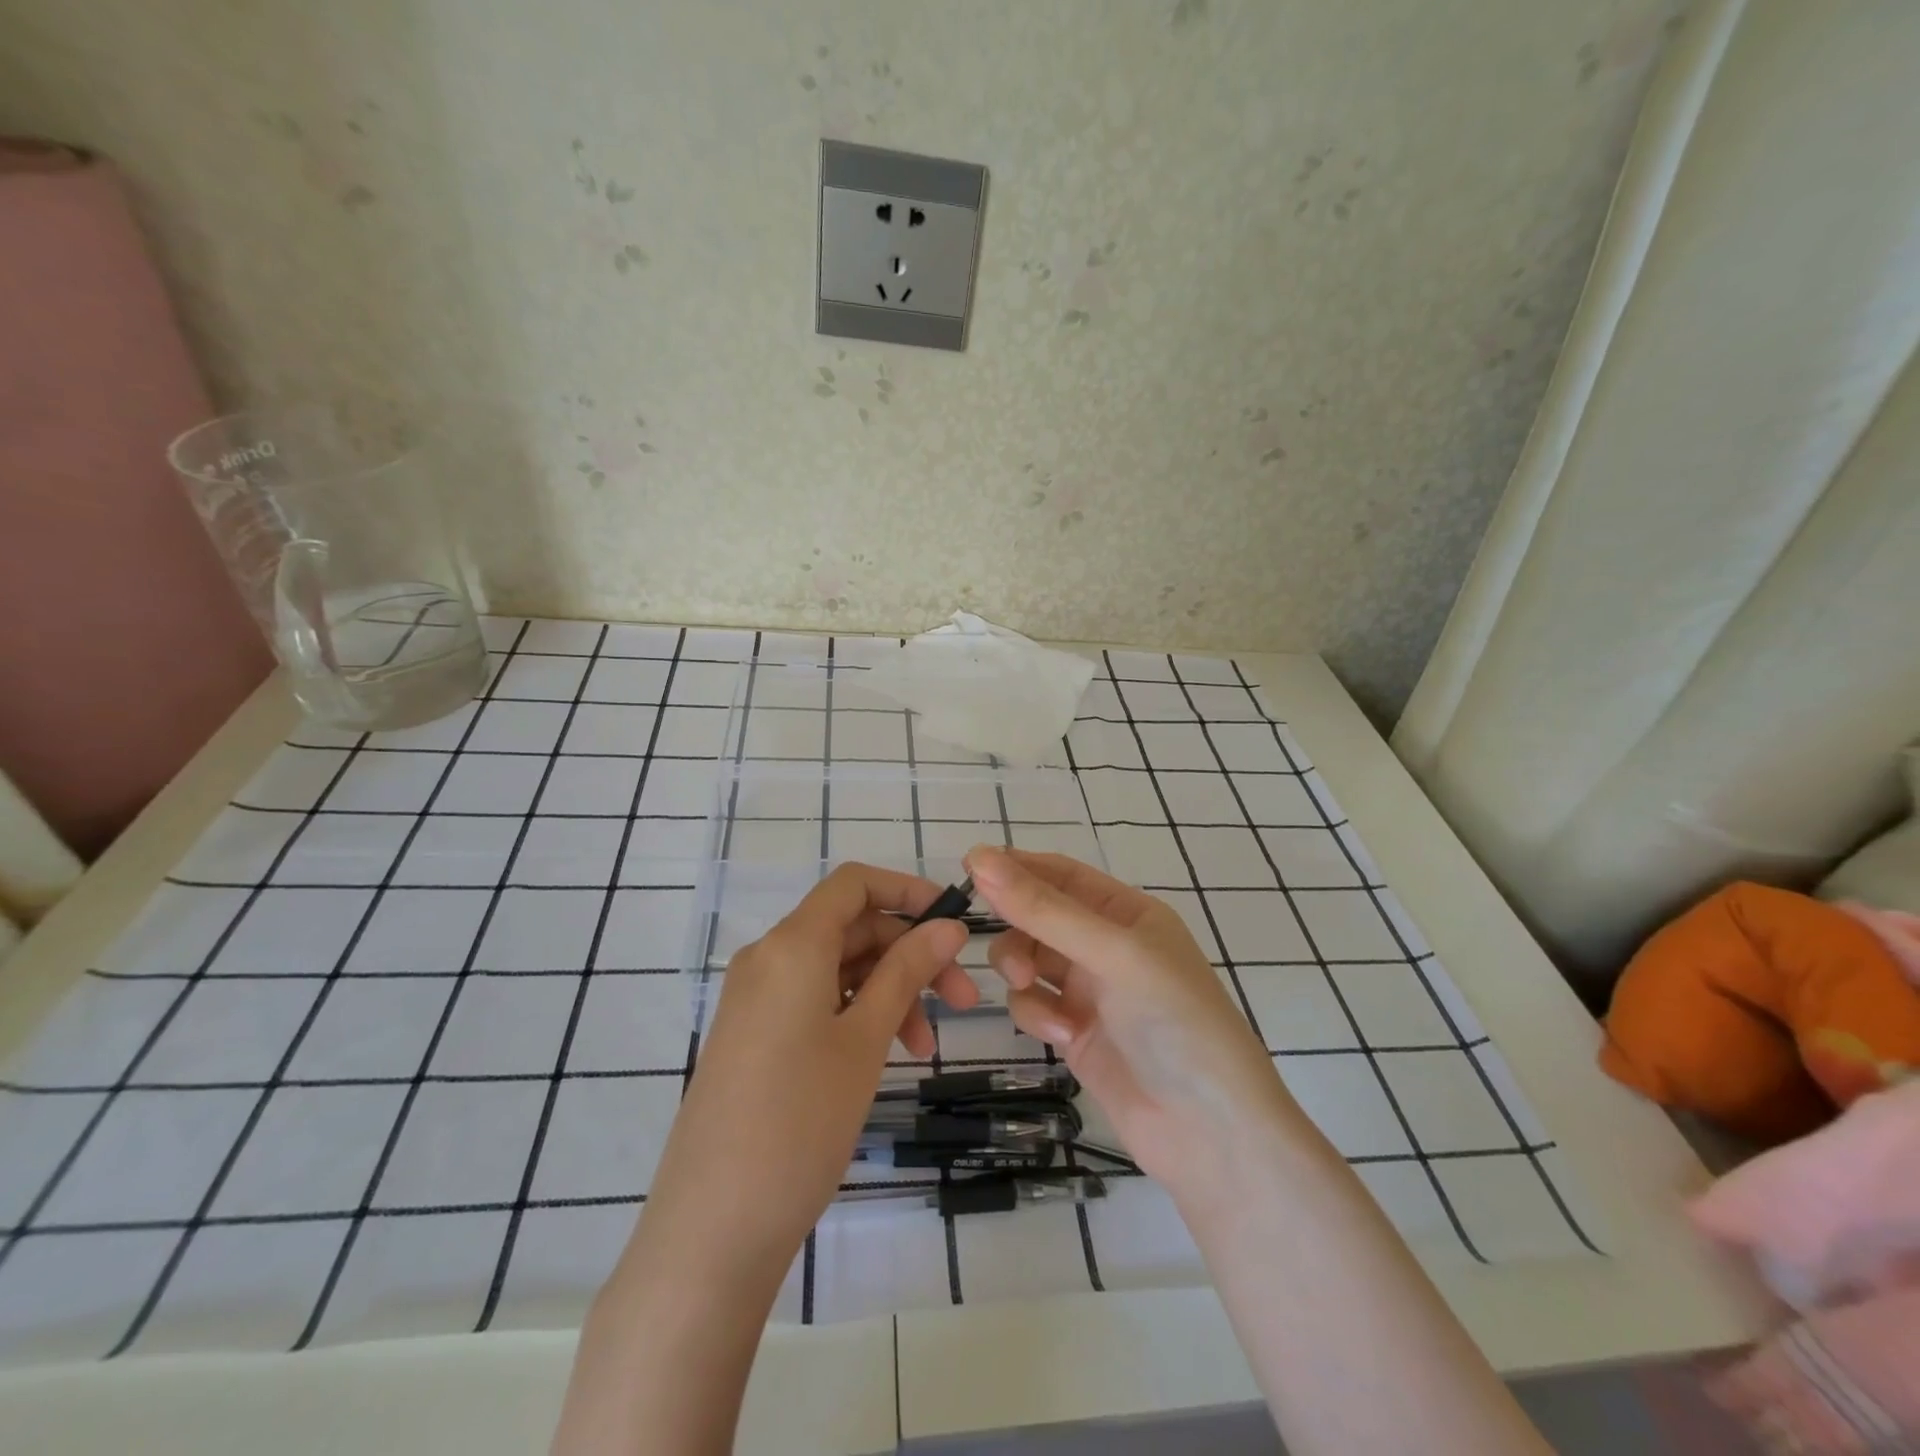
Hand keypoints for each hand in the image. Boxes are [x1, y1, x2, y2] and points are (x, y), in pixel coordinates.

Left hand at [634, 863, 975, 1291]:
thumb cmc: (800, 1122)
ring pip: (836, 968)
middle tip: (961, 1001)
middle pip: (850, 928)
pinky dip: (855, 1013)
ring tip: (924, 1048)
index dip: (907, 891)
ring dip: (887, 991)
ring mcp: (755, 998)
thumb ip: (907, 972)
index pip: (853, 884)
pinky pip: (813, 1000)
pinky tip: (885, 1054)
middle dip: (909, 954)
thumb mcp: (865, 1039)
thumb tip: (948, 925)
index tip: (952, 923)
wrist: (712, 1228)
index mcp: (791, 945)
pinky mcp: (752, 1035)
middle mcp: (767, 958)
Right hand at [969, 844, 1299, 1202]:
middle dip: (1015, 926)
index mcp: (1126, 912)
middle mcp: (1105, 945)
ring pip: (1027, 959)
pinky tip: (1062, 1036)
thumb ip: (1044, 910)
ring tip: (1028, 986)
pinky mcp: (1073, 1033)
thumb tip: (979, 857)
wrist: (1210, 1134)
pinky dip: (1036, 1014)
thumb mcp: (1113, 955)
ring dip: (1019, 969)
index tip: (968, 866)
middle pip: (1036, 916)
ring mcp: (1089, 990)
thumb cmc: (1174, 1023)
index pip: (1060, 874)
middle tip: (1003, 944)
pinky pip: (1032, 1004)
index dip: (1016, 867)